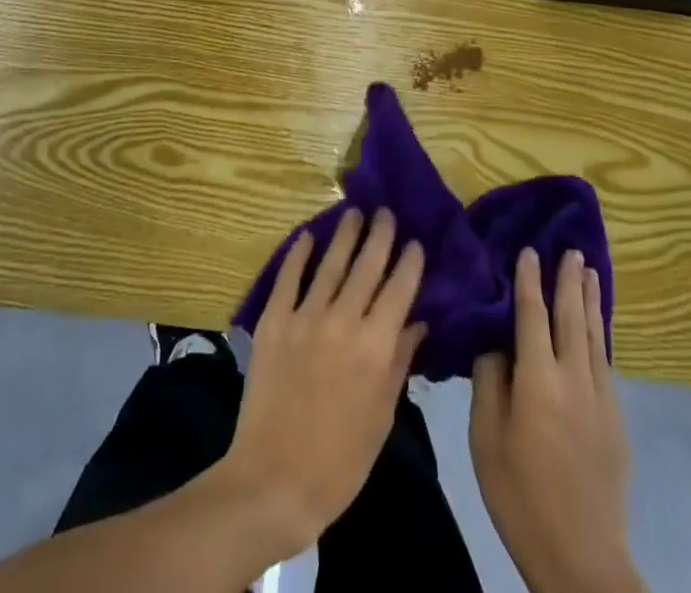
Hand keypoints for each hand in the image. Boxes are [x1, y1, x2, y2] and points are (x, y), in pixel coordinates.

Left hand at [220, 207, 425, 555]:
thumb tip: (417, 321)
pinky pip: (288, 278)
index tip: (416, 241)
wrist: (275, 480)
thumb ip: (399, 361)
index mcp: (375, 347)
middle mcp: (343, 321)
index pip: (399, 290)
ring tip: (354, 212)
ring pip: (330, 264)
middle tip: (386, 212)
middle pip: (366, 267)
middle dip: (380, 236)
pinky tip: (307, 236)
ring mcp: (305, 317)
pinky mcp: (274, 321)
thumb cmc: (340, 460)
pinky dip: (298, 254)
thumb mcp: (381, 415)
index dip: (409, 262)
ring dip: (344, 235)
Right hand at [471, 248, 638, 592]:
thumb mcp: (486, 438)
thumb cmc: (520, 495)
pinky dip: (598, 332)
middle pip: (571, 317)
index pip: (533, 316)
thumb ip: (489, 382)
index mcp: (538, 380)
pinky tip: (595, 325)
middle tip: (570, 249)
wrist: (582, 558)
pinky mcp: (615, 420)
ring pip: (594, 336)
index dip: (529, 281)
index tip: (528, 251)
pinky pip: (604, 360)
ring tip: (588, 271)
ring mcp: (601, 399)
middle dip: (568, 281)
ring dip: (589, 300)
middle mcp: (574, 379)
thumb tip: (494, 343)